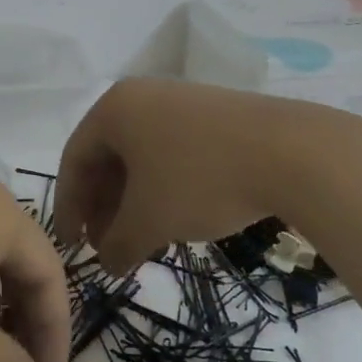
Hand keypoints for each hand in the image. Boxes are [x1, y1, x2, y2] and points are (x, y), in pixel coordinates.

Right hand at [55, 77, 323, 274]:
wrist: (294, 152)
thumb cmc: (201, 179)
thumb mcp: (150, 220)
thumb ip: (117, 244)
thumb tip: (108, 264)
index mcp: (114, 109)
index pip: (74, 159)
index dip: (68, 206)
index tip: (70, 244)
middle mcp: (142, 97)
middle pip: (107, 157)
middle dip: (103, 208)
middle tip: (107, 248)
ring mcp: (180, 102)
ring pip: (142, 157)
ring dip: (133, 202)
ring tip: (143, 241)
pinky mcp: (215, 115)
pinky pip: (172, 152)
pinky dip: (163, 188)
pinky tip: (177, 220)